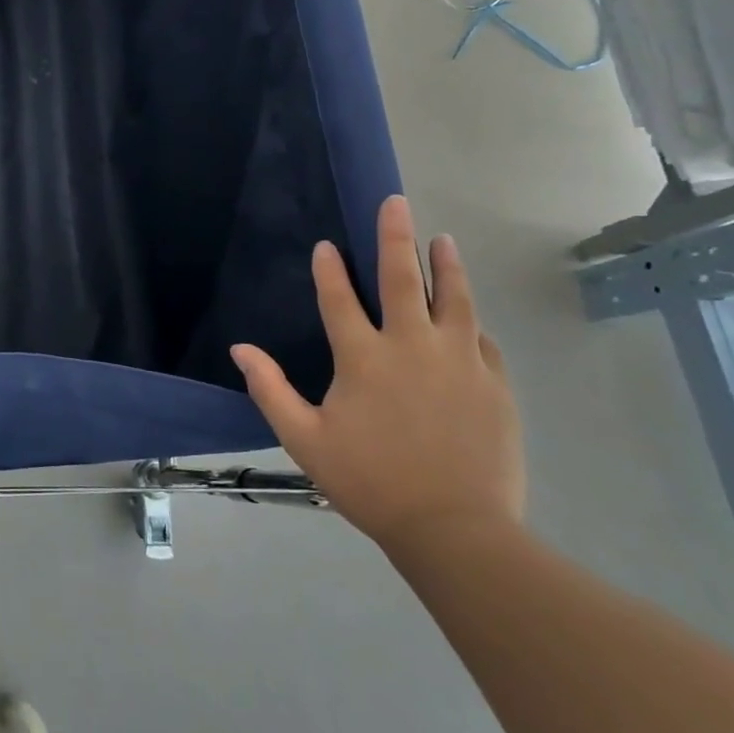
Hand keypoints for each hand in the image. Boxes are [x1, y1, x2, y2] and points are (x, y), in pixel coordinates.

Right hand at [231, 195, 523, 554]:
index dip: (328, 270)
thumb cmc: (370, 481)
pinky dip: (470, 321)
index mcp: (362, 358)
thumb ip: (270, 389)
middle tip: (396, 203)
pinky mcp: (493, 384)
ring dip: (445, 265)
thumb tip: (240, 349)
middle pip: (402, 279)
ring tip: (442, 239)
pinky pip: (481, 339)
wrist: (455, 529)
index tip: (325, 245)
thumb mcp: (304, 439)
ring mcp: (458, 362)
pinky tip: (468, 314)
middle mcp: (411, 346)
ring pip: (454, 298)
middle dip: (395, 237)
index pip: (340, 299)